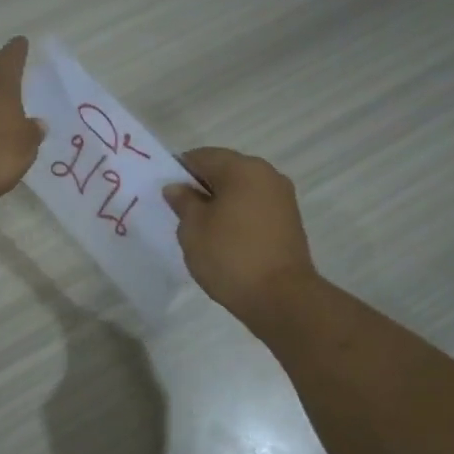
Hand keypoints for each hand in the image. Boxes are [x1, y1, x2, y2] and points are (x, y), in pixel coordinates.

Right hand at [164, 147, 317, 326]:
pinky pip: (253, 208)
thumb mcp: (193, 228)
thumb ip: (183, 202)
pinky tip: (222, 240)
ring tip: (200, 230)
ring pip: (240, 191)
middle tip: (179, 213)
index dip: (178, 171)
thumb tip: (177, 187)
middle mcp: (267, 175)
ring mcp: (282, 198)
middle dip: (200, 187)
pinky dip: (236, 216)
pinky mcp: (288, 222)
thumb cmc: (230, 256)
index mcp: (243, 168)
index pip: (202, 156)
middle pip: (224, 171)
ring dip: (219, 203)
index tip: (165, 194)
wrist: (280, 297)